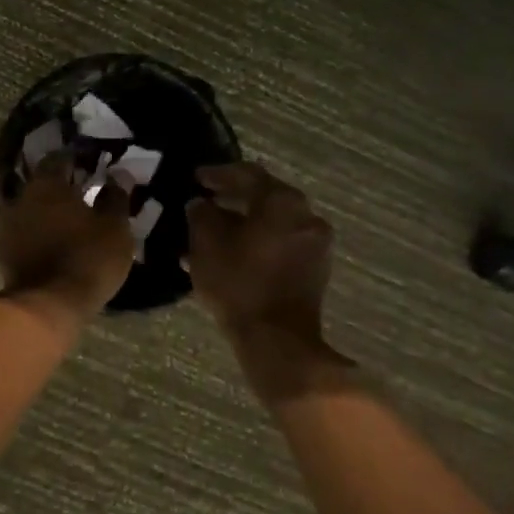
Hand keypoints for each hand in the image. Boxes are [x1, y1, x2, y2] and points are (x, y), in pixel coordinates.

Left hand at [0, 153, 135, 323]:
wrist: (48, 305)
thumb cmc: (87, 258)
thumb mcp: (114, 227)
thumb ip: (116, 197)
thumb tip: (119, 175)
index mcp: (47, 183)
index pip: (60, 158)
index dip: (77, 159)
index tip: (93, 164)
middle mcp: (22, 196)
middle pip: (42, 181)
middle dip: (61, 183)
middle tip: (83, 190)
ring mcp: (8, 224)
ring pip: (31, 205)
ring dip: (47, 207)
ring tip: (69, 216)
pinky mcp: (4, 250)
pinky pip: (24, 229)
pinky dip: (38, 228)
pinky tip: (53, 237)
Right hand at [186, 163, 348, 403]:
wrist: (277, 340)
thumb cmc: (238, 283)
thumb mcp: (205, 243)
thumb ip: (201, 214)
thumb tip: (201, 203)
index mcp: (281, 200)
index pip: (247, 174)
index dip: (218, 174)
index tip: (197, 178)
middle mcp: (306, 214)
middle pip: (265, 196)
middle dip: (234, 198)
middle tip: (207, 201)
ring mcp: (316, 242)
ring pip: (274, 222)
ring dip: (247, 222)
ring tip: (217, 231)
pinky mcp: (317, 268)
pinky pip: (283, 242)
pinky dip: (261, 241)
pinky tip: (236, 253)